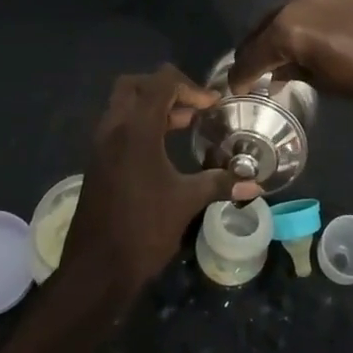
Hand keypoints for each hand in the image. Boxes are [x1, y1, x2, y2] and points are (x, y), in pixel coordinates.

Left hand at [60, 65, 240, 298]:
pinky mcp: (97, 162)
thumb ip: (220, 184)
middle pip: (135, 85)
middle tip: (191, 108)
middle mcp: (113, 129)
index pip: (160, 83)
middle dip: (165, 88)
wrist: (96, 269)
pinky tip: (163, 149)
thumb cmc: (143, 228)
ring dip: (152, 107)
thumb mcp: (186, 202)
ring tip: (184, 124)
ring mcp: (100, 145)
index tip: (212, 106)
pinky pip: (118, 127)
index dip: (190, 87)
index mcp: (136, 130)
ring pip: (123, 105)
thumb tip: (256, 184)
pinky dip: (140, 125)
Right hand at [229, 0, 352, 113]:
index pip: (251, 54)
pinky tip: (314, 31)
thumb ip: (293, 71)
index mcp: (288, 26)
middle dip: (256, 49)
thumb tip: (278, 71)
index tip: (237, 88)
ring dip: (279, 29)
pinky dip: (304, 15)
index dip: (241, 75)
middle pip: (262, 25)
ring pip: (285, 8)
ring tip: (285, 51)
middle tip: (255, 70)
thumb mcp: (327, 82)